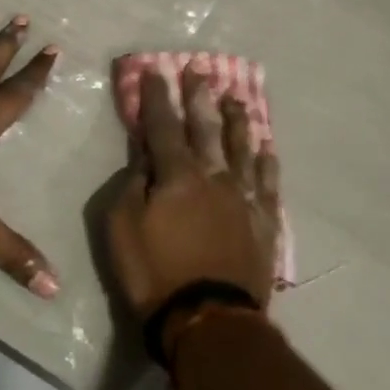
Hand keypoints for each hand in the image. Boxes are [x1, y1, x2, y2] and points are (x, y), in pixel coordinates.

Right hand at [105, 63, 282, 341]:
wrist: (209, 320)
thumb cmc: (155, 273)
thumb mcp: (121, 227)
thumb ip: (131, 185)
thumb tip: (144, 157)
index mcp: (177, 174)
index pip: (164, 125)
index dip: (158, 96)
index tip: (156, 70)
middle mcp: (214, 175)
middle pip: (206, 127)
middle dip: (200, 97)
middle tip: (200, 69)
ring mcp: (243, 197)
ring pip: (241, 147)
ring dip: (237, 120)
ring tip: (236, 98)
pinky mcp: (263, 221)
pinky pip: (267, 183)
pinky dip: (266, 162)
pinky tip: (267, 148)